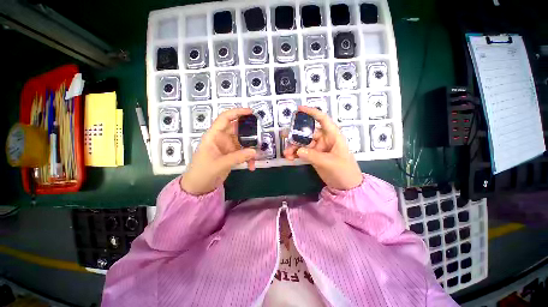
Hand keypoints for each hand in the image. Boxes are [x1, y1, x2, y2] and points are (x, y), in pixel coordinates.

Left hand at [180, 108, 256, 194]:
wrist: (199, 187)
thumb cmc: (202, 172)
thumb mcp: (219, 164)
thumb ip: (237, 157)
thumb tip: (254, 151)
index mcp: (213, 136)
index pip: (225, 118)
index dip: (237, 112)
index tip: (250, 112)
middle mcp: (221, 138)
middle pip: (237, 129)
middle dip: (249, 132)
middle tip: (260, 136)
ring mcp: (227, 147)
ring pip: (242, 142)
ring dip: (250, 148)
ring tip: (256, 156)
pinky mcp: (232, 155)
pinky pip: (243, 152)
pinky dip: (248, 158)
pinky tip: (251, 166)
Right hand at [283, 106, 362, 189]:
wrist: (347, 186)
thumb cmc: (344, 171)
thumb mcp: (330, 163)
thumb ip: (313, 156)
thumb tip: (298, 150)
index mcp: (333, 136)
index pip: (323, 120)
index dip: (312, 113)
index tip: (299, 109)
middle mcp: (324, 139)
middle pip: (308, 133)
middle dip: (296, 135)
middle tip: (284, 136)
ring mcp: (318, 148)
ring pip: (303, 143)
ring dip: (293, 147)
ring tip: (286, 154)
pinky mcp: (314, 156)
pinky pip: (302, 152)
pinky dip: (295, 154)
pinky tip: (290, 158)